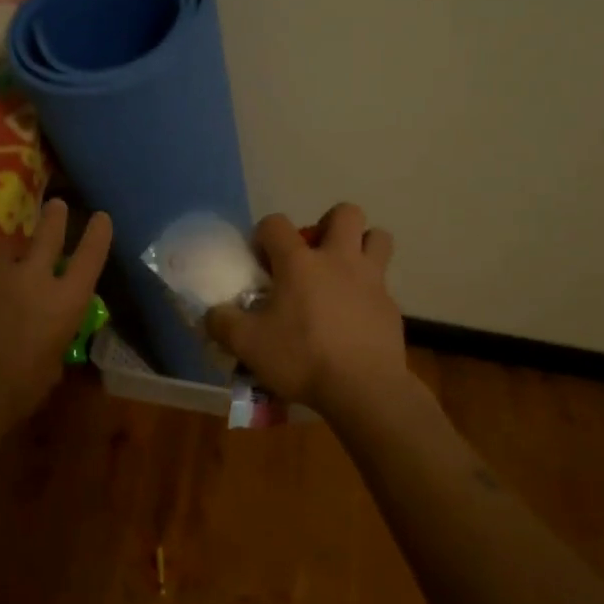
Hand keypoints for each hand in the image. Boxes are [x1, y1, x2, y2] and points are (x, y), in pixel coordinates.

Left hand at [0, 199, 112, 426]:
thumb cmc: (11, 395)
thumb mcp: (49, 368)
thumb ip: (53, 336)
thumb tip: (47, 329)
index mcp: (63, 302)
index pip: (90, 257)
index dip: (98, 235)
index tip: (101, 217)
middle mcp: (32, 276)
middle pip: (48, 233)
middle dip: (55, 218)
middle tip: (56, 205)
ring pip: (6, 247)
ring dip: (10, 253)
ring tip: (3, 264)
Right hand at [206, 205, 408, 417]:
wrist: (363, 389)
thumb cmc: (302, 358)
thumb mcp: (247, 345)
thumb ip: (222, 323)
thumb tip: (211, 314)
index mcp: (299, 262)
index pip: (275, 223)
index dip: (264, 235)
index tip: (260, 261)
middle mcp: (338, 259)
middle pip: (345, 213)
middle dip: (328, 224)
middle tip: (314, 255)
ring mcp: (371, 280)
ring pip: (378, 238)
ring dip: (362, 246)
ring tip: (343, 273)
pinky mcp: (391, 306)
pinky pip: (383, 284)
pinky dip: (369, 291)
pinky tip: (354, 317)